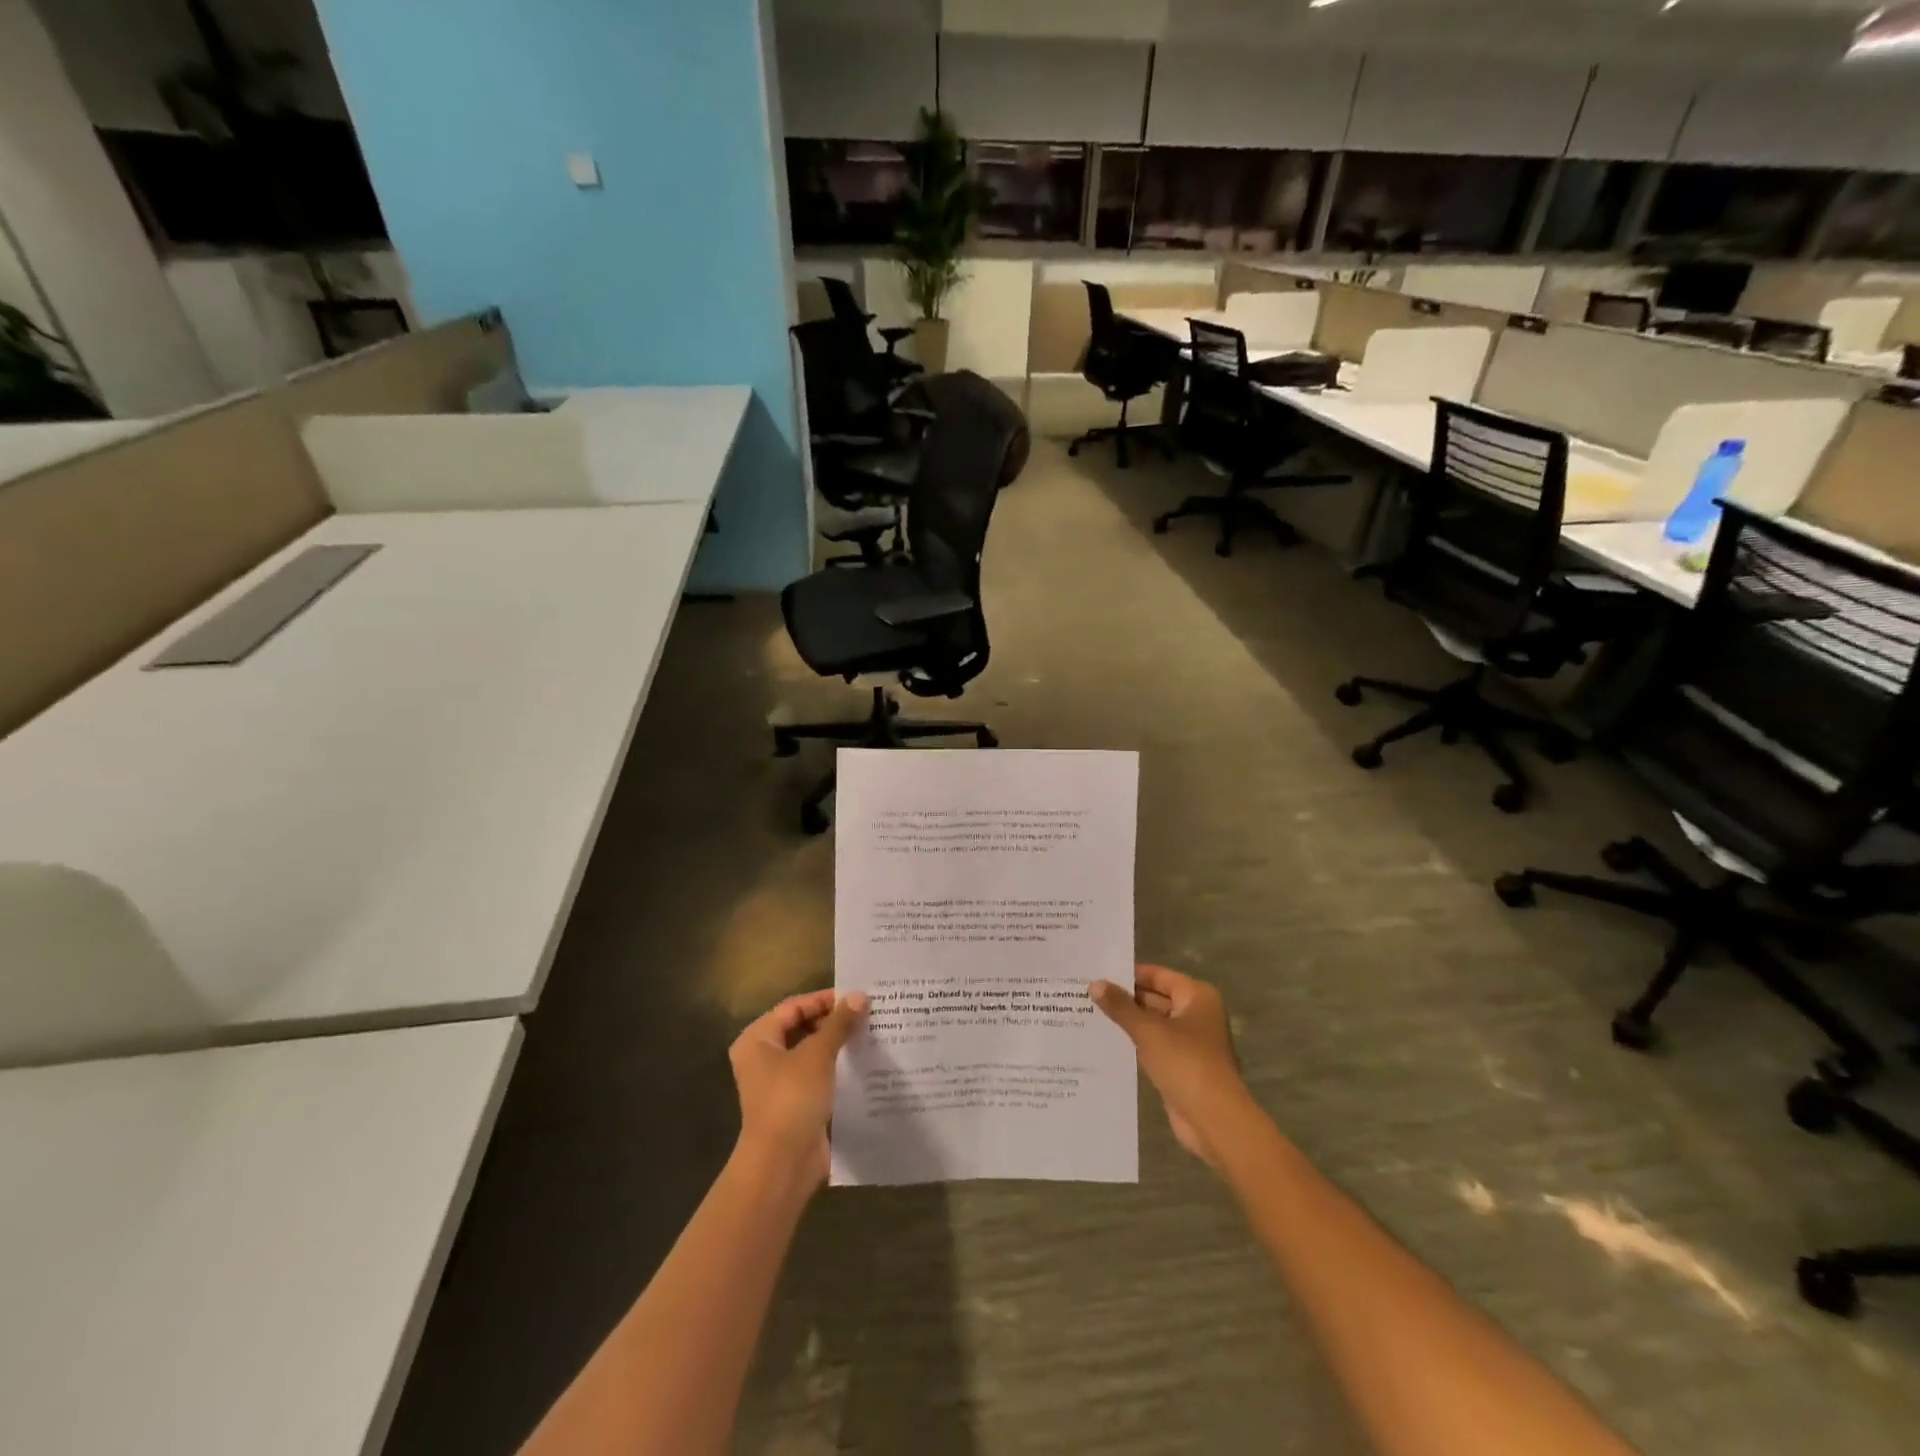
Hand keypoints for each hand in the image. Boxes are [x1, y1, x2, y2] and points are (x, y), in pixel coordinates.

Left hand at [729, 989, 866, 1190]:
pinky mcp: (795, 1103)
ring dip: (837, 1045)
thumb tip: (860, 996)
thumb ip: (839, 1023)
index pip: (794, 1006)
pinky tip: (863, 1062)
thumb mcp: (818, 1055)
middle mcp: (763, 1058)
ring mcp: (779, 1082)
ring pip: (811, 1052)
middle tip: (867, 1014)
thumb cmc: (793, 1098)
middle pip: (802, 1028)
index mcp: (758, 1039)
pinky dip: (836, 1068)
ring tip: (870, 1033)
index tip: (857, 997)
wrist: (782, 1164)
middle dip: (833, 1022)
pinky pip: (817, 1075)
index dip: (825, 1000)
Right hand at [1091, 965, 1250, 1169]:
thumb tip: (1095, 984)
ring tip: (1090, 1013)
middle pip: (1156, 998)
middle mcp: (1197, 1015)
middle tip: (1088, 993)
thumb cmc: (1185, 1063)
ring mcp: (1191, 1042)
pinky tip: (1107, 1041)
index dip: (1129, 974)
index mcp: (1197, 997)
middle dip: (1126, 998)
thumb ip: (1120, 1006)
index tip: (1098, 972)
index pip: (1158, 975)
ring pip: (1154, 1023)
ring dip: (1129, 1022)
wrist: (1213, 1119)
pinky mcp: (1182, 1066)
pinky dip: (1136, 1043)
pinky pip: (1155, 1046)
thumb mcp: (1147, 1030)